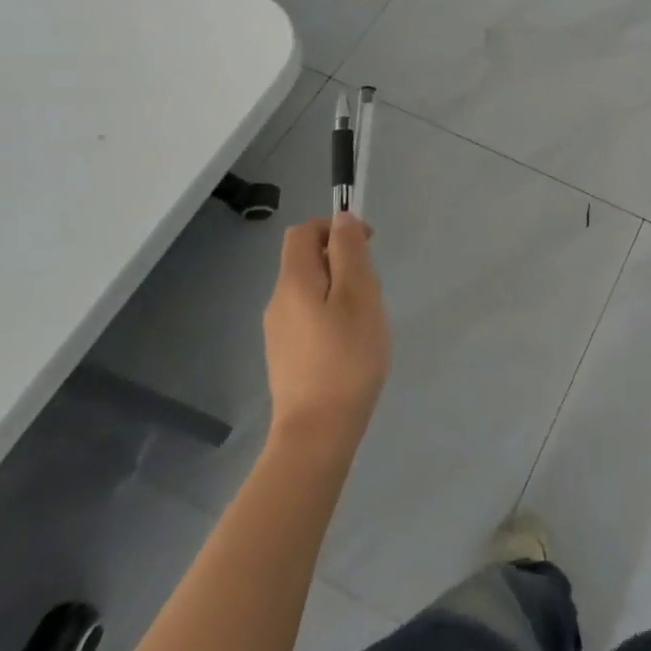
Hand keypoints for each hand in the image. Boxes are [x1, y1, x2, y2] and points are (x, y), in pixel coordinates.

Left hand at [263, 214, 390, 454]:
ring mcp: (278, 332)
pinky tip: (350, 344)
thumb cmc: (347, 356)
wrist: (318, 432)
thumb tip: (341, 218)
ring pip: (310, 289)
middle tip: (372, 289)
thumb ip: (349, 251)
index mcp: (294, 281)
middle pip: (306, 259)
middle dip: (342, 261)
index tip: (367, 244)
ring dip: (339, 289)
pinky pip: (308, 316)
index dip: (334, 226)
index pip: (303, 231)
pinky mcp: (285, 356)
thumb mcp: (359, 294)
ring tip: (366, 319)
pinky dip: (331, 314)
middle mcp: (278, 301)